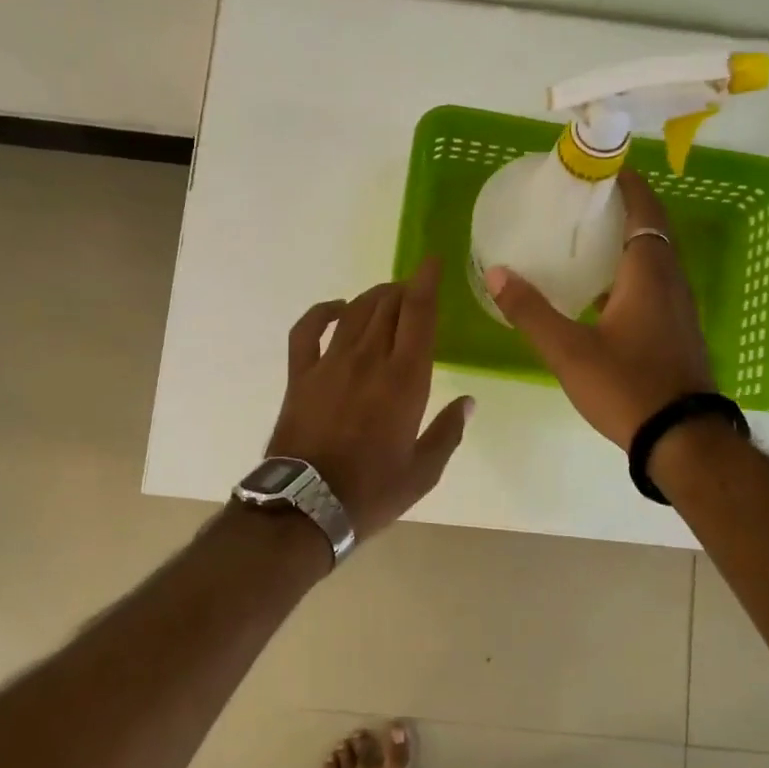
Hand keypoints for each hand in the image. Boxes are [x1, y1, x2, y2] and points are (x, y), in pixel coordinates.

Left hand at [266, 257, 474, 539]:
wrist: (307, 506)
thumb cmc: (372, 491)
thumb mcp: (423, 471)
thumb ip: (448, 432)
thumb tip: (468, 401)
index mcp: (404, 381)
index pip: (419, 316)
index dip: (427, 283)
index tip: (434, 262)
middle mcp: (368, 360)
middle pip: (387, 307)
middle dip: (404, 290)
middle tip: (415, 292)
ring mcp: (329, 364)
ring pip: (354, 312)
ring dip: (372, 297)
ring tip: (386, 297)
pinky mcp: (300, 375)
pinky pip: (307, 330)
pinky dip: (322, 312)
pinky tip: (336, 310)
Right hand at [484, 169, 715, 449]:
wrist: (681, 439)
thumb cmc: (626, 386)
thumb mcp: (568, 351)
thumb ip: (530, 311)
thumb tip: (496, 272)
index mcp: (649, 274)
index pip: (644, 210)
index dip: (627, 184)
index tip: (601, 168)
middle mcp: (671, 283)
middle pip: (652, 230)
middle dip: (623, 209)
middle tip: (582, 203)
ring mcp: (679, 309)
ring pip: (654, 260)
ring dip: (627, 243)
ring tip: (585, 241)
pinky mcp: (677, 332)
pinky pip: (655, 286)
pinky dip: (630, 275)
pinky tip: (600, 294)